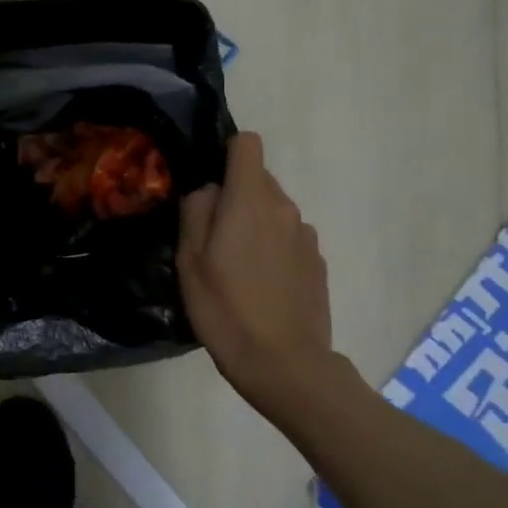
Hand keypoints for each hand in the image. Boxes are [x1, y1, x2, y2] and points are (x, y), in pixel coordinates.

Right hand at [177, 132, 333, 406]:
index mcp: (250, 202)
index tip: (209, 184)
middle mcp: (284, 208)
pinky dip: (272, 247)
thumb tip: (209, 191)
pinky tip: (260, 285)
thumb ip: (196, 213)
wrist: (284, 363)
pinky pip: (288, 237)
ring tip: (236, 266)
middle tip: (212, 237)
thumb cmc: (226, 310)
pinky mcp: (317, 261)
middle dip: (235, 196)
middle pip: (258, 179)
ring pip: (274, 210)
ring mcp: (306, 235)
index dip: (226, 154)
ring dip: (254, 223)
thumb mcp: (189, 262)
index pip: (247, 145)